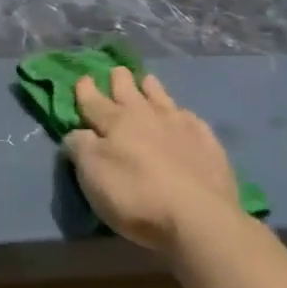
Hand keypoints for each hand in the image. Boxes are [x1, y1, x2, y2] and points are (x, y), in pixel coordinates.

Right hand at [63, 68, 240, 250]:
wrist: (199, 216)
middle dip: (119, 80)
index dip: (86, 90)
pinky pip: (190, 118)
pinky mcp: (208, 143)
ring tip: (148, 80)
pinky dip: (181, 113)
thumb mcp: (92, 175)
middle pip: (129, 91)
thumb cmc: (136, 195)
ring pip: (161, 98)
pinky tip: (183, 116)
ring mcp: (181, 126)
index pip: (94, 101)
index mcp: (115, 122)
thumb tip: (78, 133)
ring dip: (151, 88)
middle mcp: (147, 116)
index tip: (83, 78)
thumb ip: (80, 148)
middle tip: (117, 70)